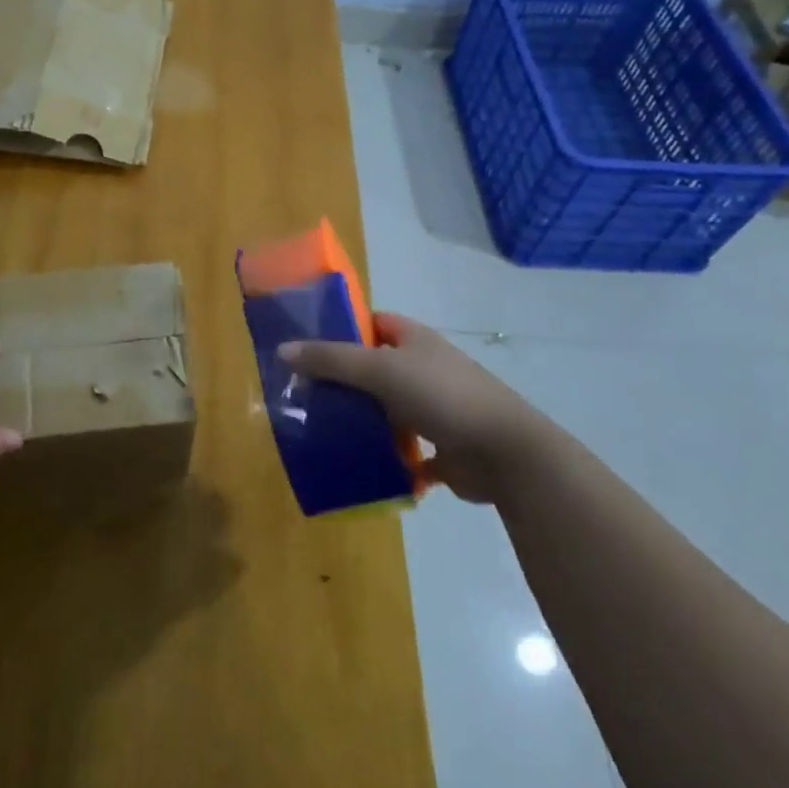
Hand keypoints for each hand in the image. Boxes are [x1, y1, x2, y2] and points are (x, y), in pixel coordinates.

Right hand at [279, 312, 543, 503]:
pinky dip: (385, 456)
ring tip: (322, 429)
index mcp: (415, 340)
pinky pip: (405, 449)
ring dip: (362, 420)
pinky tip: (357, 464)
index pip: (373, 323)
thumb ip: (331, 359)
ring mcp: (436, 408)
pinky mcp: (443, 447)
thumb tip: (283, 350)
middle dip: (345, 380)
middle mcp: (425, 368)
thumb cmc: (441, 396)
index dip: (343, 329)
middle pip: (376, 368)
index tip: (309, 347)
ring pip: (388, 409)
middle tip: (306, 394)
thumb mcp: (379, 370)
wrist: (505, 454)